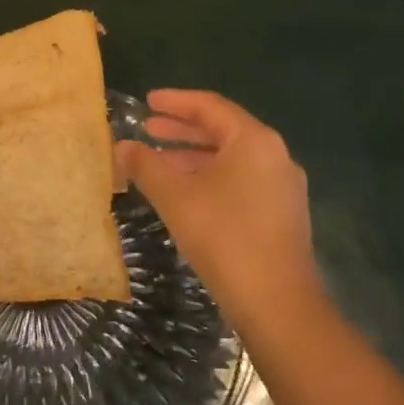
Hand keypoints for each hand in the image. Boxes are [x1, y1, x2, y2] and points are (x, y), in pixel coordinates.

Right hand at [119, 89, 319, 330]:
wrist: (277, 303)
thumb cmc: (225, 237)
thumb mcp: (176, 197)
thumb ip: (146, 166)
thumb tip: (122, 146)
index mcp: (254, 141)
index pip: (210, 106)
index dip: (176, 102)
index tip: (147, 101)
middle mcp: (274, 156)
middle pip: (223, 131)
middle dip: (182, 129)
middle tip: (147, 128)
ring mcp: (281, 187)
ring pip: (231, 159)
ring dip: (193, 156)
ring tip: (157, 162)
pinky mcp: (280, 214)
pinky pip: (240, 181)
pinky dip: (209, 177)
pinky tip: (183, 193)